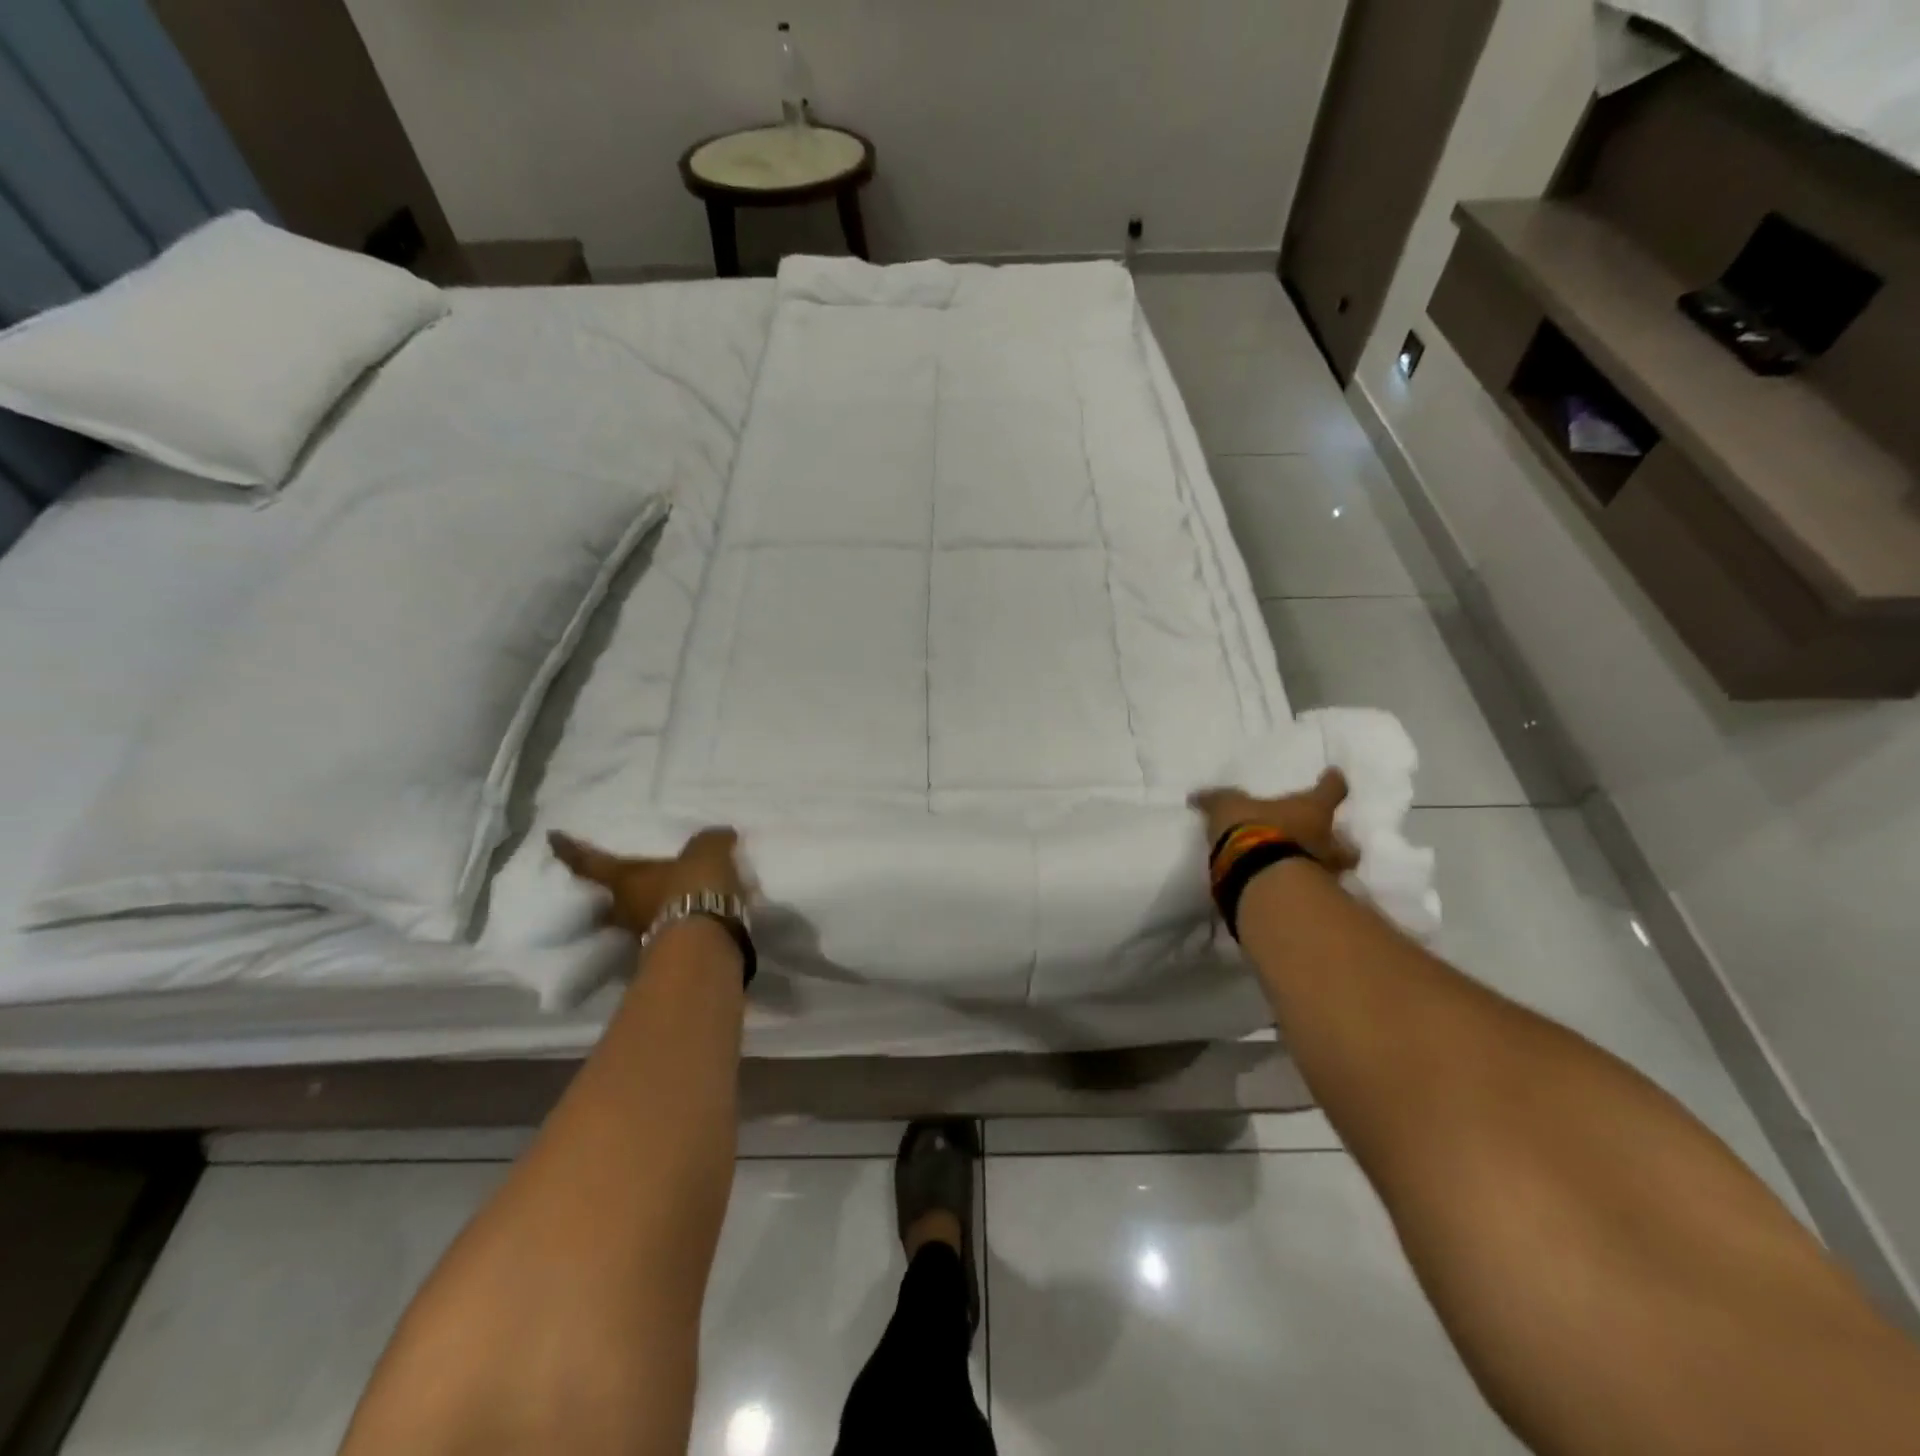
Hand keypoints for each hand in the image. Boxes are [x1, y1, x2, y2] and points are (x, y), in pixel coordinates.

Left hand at [548, 827, 748, 936]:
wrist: (707, 941)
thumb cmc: (693, 886)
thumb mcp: (707, 851)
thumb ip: (709, 841)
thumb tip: (719, 835)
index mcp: (624, 879)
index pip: (589, 862)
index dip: (570, 850)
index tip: (552, 838)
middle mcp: (624, 908)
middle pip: (605, 898)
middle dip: (605, 890)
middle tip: (611, 879)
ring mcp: (642, 933)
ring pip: (633, 917)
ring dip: (641, 909)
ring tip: (657, 898)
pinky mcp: (666, 953)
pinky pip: (662, 930)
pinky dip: (669, 922)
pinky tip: (686, 915)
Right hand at [1190, 769, 1359, 874]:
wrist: (1259, 876)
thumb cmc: (1252, 830)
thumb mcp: (1227, 807)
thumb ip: (1217, 801)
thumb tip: (1197, 796)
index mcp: (1311, 810)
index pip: (1331, 790)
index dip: (1332, 783)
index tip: (1333, 775)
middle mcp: (1325, 839)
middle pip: (1347, 842)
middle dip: (1343, 843)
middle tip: (1334, 842)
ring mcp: (1322, 871)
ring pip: (1337, 870)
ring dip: (1328, 870)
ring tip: (1314, 872)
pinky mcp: (1310, 897)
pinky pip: (1314, 891)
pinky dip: (1308, 891)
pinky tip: (1293, 891)